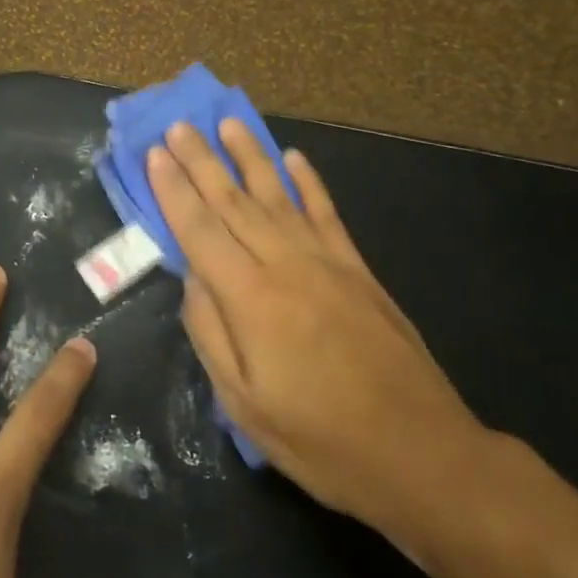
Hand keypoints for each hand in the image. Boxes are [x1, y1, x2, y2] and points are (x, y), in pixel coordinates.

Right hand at [147, 121, 488, 551]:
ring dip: (250, 156)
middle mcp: (286, 265)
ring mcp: (328, 263)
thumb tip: (192, 280)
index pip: (200, 230)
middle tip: (179, 125)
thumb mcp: (244, 404)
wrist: (422, 454)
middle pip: (234, 202)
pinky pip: (327, 214)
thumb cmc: (321, 440)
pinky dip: (308, 183)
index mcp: (251, 299)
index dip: (174, 190)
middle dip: (202, 161)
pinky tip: (294, 158)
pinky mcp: (359, 270)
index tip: (155, 153)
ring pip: (279, 196)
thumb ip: (211, 334)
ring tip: (229, 124)